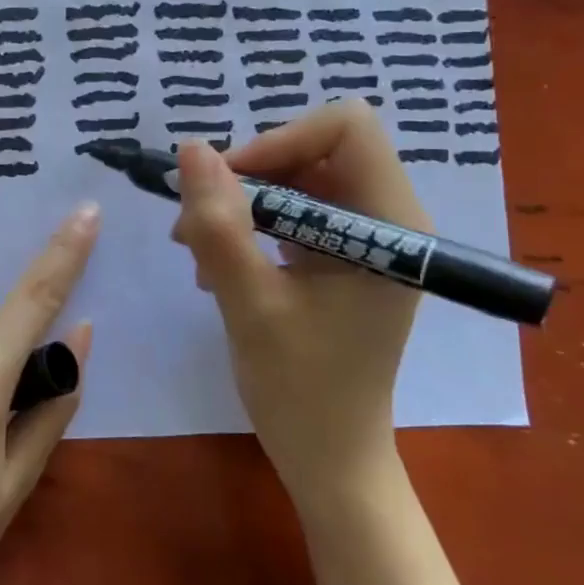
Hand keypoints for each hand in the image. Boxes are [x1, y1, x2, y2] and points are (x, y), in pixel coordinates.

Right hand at [170, 101, 428, 507]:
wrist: (329, 456)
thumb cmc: (301, 390)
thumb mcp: (249, 304)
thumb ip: (220, 225)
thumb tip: (191, 149)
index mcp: (391, 225)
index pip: (347, 128)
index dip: (282, 140)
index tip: (229, 183)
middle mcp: (387, 218)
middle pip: (316, 147)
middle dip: (251, 174)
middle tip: (198, 220)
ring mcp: (364, 236)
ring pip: (297, 176)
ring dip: (241, 201)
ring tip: (196, 249)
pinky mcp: (341, 253)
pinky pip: (292, 208)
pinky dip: (249, 223)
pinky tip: (217, 265)